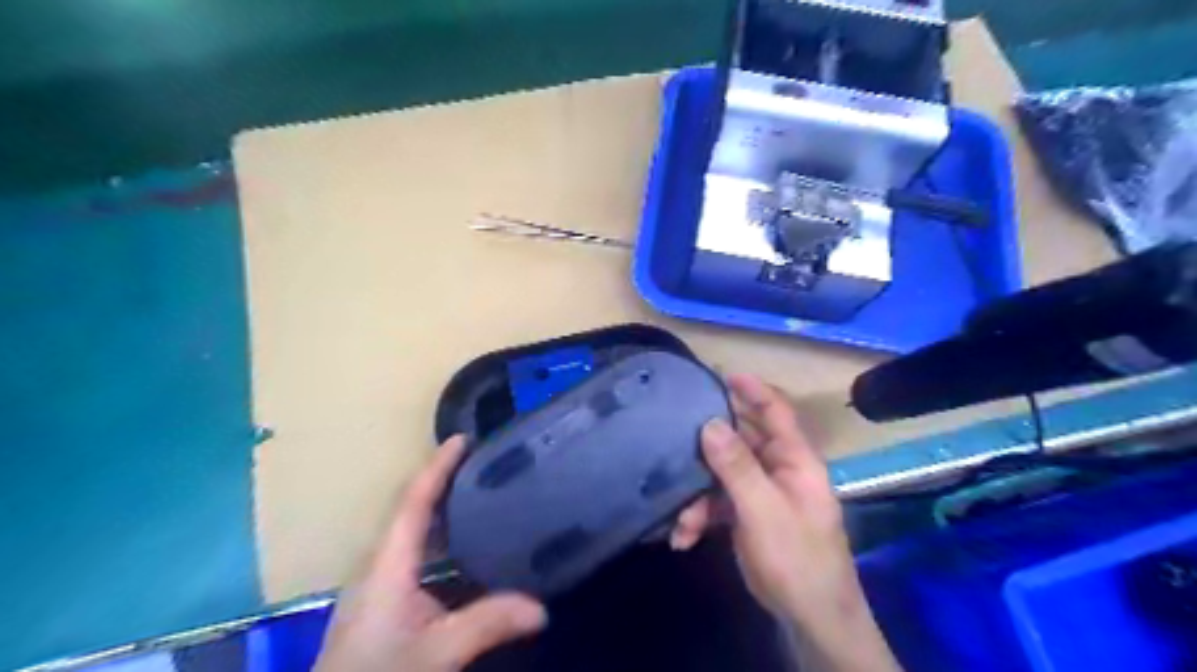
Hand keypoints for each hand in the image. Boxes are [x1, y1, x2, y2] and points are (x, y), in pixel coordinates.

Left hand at [313, 435, 545, 670]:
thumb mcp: (437, 651)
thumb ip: (487, 623)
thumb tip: (542, 608)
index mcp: (387, 563)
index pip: (413, 501)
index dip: (438, 467)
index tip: (463, 438)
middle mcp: (381, 564)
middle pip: (413, 509)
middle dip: (445, 481)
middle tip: (485, 463)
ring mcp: (381, 584)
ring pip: (416, 533)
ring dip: (445, 510)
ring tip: (484, 495)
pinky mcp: (387, 602)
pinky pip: (420, 554)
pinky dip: (445, 540)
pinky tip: (470, 549)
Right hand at [673, 375, 898, 668]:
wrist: (809, 619)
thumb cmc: (796, 558)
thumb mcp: (763, 510)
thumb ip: (737, 466)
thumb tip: (709, 424)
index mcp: (795, 460)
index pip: (776, 412)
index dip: (752, 390)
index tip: (721, 374)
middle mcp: (779, 469)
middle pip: (741, 440)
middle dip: (709, 443)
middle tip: (676, 430)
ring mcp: (762, 493)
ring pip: (722, 474)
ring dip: (697, 495)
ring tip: (681, 519)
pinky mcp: (747, 515)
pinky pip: (717, 502)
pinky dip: (699, 516)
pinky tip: (683, 537)